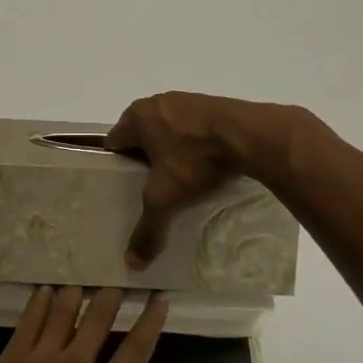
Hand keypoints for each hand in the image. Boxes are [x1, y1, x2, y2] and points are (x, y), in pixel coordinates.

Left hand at [0, 286, 167, 362]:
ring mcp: (38, 362)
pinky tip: (44, 291)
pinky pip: (28, 323)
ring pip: (62, 314)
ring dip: (75, 294)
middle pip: (97, 320)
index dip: (150, 322)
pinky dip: (39, 303)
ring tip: (82, 279)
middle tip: (118, 277)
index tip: (158, 298)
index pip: (135, 351)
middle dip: (111, 296)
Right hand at [107, 92, 306, 268]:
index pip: (114, 142)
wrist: (248, 134)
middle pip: (140, 134)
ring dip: (169, 149)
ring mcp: (184, 100)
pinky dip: (192, 142)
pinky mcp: (210, 103)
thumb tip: (131, 263)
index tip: (123, 187)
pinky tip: (203, 163)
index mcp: (136, 117)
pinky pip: (191, 126)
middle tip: (150, 187)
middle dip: (143, 158)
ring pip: (166, 129)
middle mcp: (155, 102)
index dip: (115, 165)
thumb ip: (147, 228)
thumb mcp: (166, 198)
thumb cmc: (194, 159)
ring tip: (178, 178)